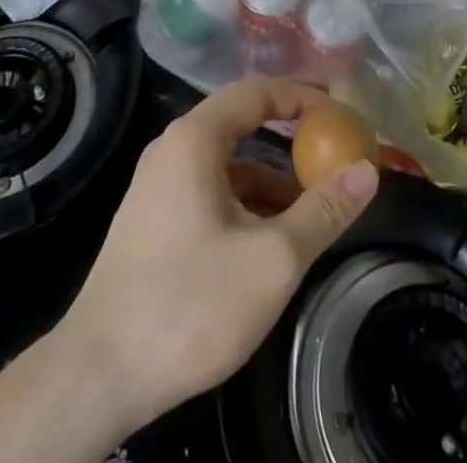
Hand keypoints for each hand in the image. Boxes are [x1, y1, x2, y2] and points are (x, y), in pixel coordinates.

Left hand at [60, 76, 379, 431]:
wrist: (98, 374)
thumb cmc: (190, 303)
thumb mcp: (273, 260)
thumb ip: (323, 211)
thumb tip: (367, 172)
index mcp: (194, 139)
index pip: (256, 91)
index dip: (301, 96)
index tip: (340, 114)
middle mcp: (173, 149)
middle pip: (241, 123)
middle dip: (289, 136)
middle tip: (333, 151)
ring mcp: (158, 186)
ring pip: (226, 164)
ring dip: (270, 178)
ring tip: (312, 206)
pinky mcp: (153, 221)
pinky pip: (209, 191)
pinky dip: (245, 202)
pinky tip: (269, 240)